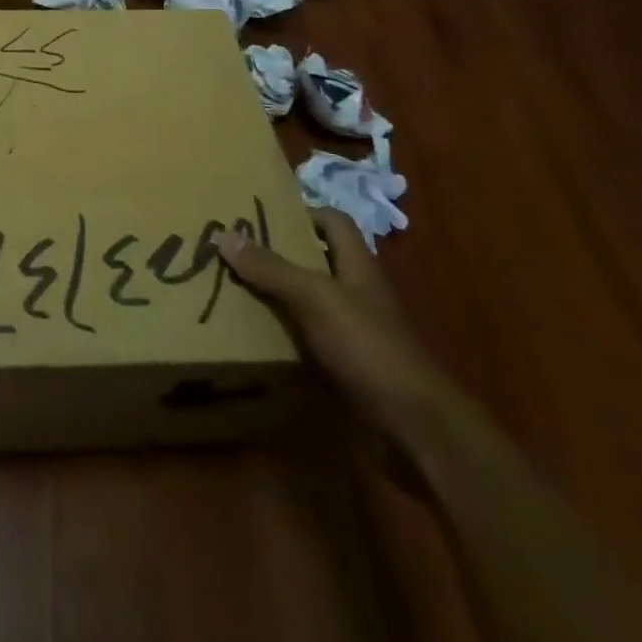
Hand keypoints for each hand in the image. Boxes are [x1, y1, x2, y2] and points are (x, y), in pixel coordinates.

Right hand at [217, 209, 464, 448]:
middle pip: (314, 261)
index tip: (260, 213)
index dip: (302, 212)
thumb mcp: (316, 298)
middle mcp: (355, 293)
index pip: (333, 222)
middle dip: (276, 254)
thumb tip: (224, 234)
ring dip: (274, 296)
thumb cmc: (369, 347)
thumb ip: (272, 268)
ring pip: (306, 302)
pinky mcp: (345, 367)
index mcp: (357, 266)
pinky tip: (251, 336)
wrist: (417, 429)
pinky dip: (281, 336)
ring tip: (230, 288)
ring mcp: (352, 332)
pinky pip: (306, 341)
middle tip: (232, 250)